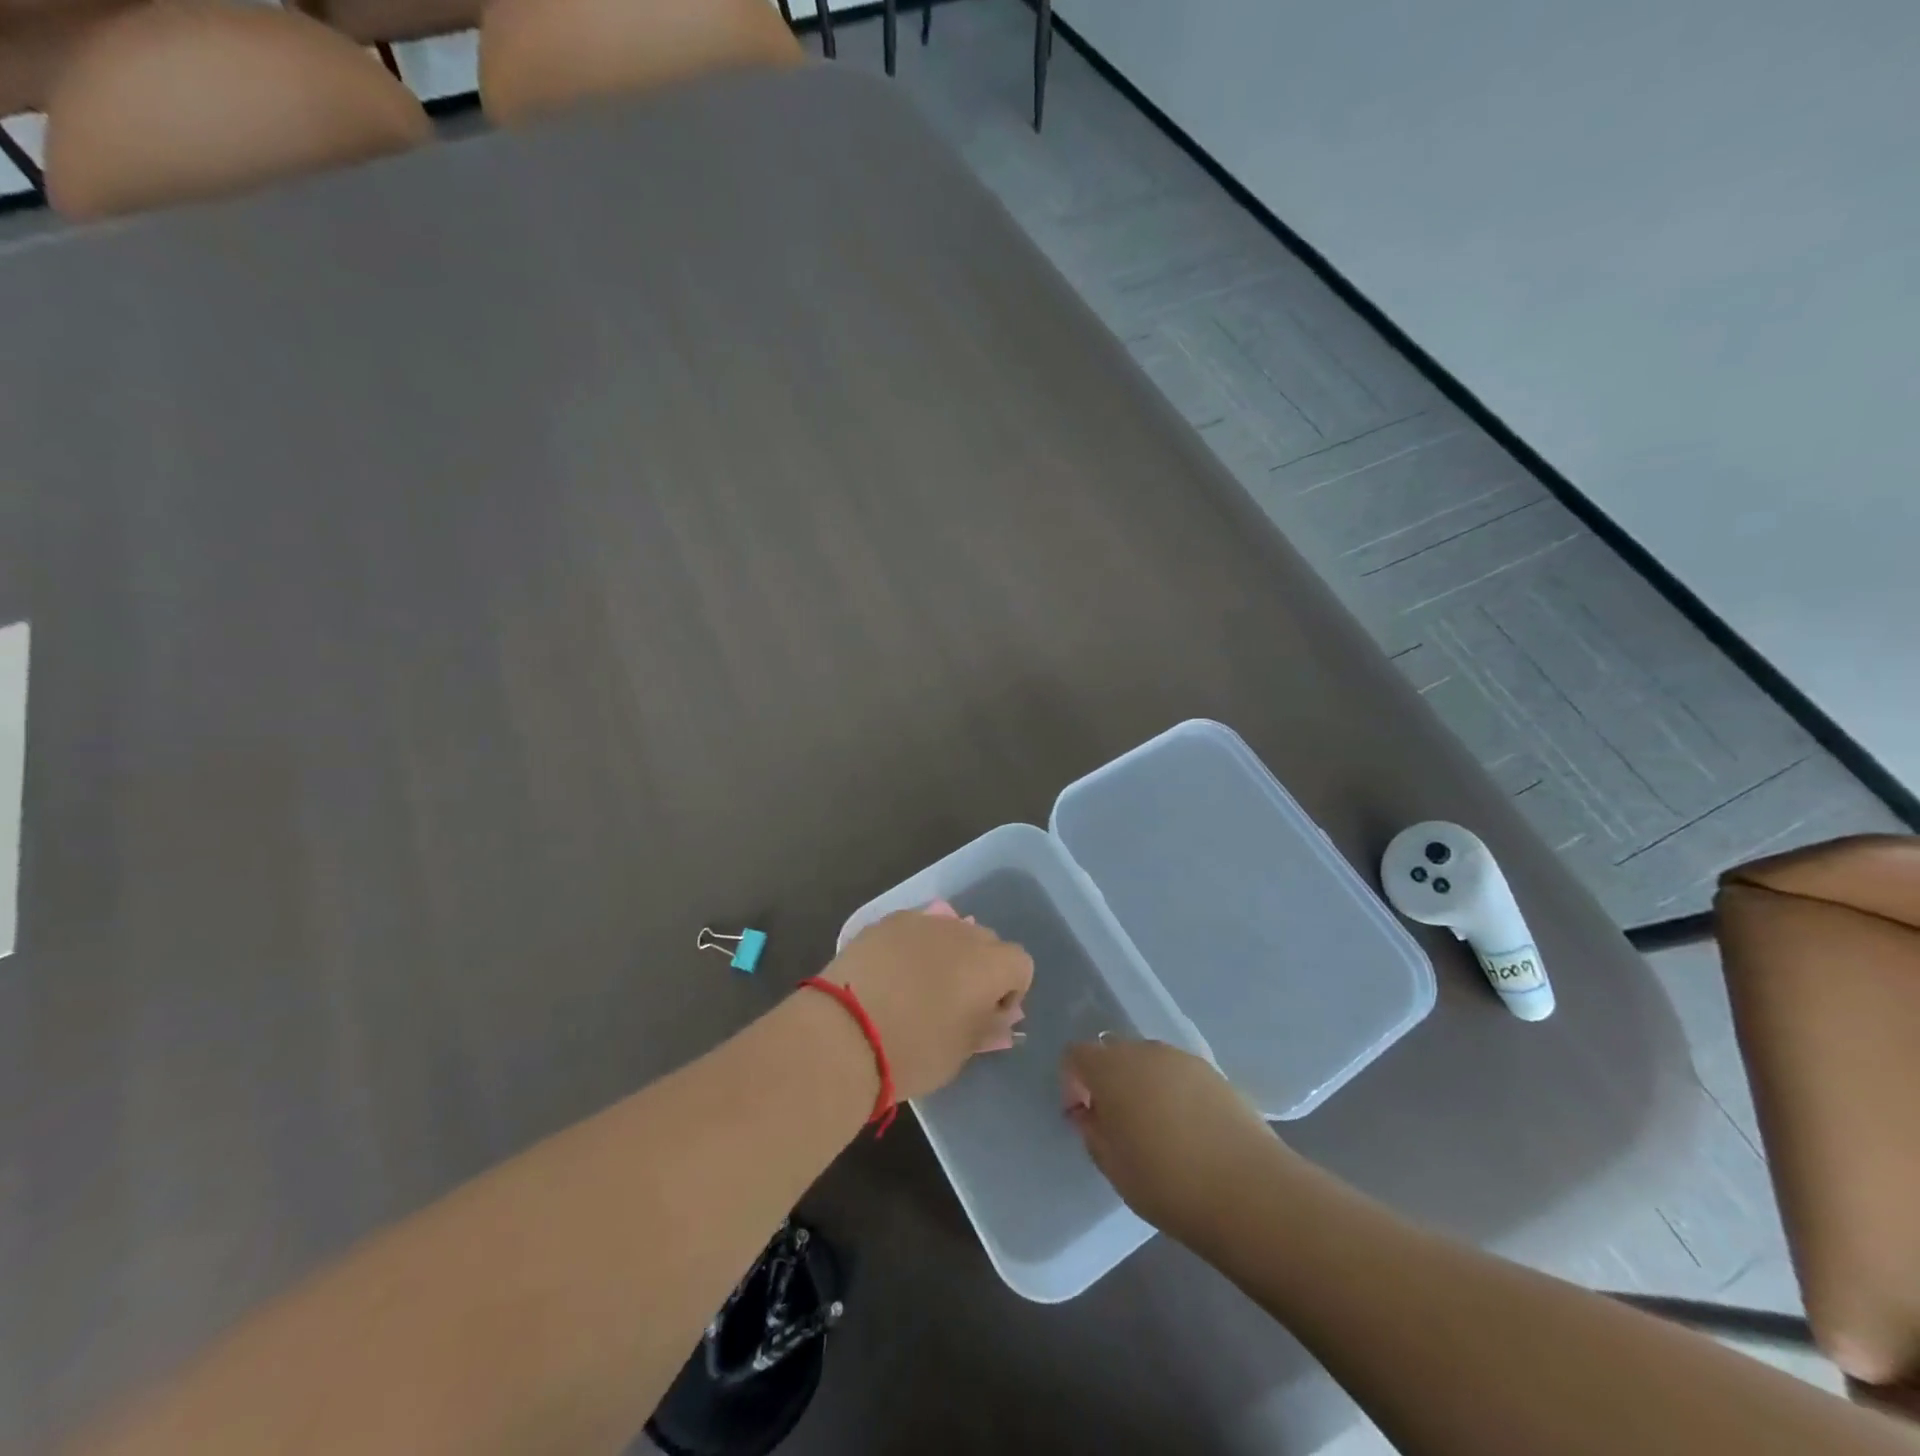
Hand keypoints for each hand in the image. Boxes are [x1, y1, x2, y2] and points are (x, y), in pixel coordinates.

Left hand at [821, 902, 1031, 1101]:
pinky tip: (890, 974)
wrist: (843, 1034)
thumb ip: (987, 1027)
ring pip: (949, 930)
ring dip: (946, 953)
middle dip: (980, 967)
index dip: (1011, 990)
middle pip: (986, 941)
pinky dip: (912, 946)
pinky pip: (913, 929)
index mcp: (989, 964)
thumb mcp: (960, 1052)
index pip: (1020, 963)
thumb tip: (999, 1016)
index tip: (988, 1015)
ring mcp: (920, 921)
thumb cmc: (913, 1051)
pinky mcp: (885, 921)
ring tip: (919, 985)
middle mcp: (961, 932)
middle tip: (955, 1001)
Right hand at [1062, 1038, 1293, 1244]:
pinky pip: (1179, 1075)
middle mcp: (1145, 1051)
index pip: (1076, 1055)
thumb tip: (1091, 1113)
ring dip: (1142, 1086)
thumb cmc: (1167, 1182)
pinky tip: (1188, 1132)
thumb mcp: (1112, 1166)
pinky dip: (1173, 1093)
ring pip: (1149, 1062)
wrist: (1250, 1191)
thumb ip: (1093, 1131)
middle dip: (1107, 1082)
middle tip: (1117, 1125)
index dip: (1072, 1083)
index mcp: (1111, 1068)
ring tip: (1156, 1131)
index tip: (1083, 1118)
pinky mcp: (1216, 1074)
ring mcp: (1184, 1059)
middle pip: (1113, 1053)